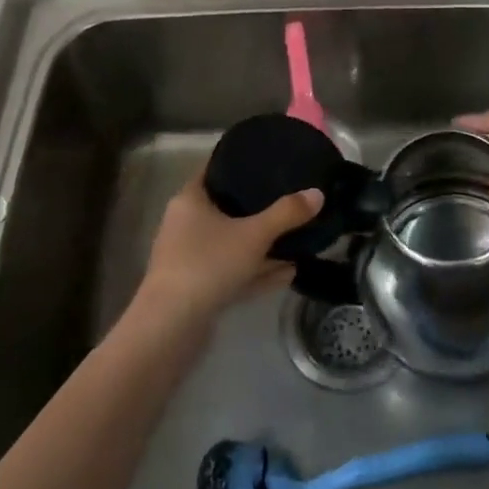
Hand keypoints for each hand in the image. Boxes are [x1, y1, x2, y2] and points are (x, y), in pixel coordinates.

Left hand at [133, 174, 321, 329]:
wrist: (170, 327)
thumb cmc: (207, 264)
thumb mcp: (253, 235)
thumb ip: (286, 214)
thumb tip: (317, 193)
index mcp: (190, 201)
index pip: (215, 170)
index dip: (239, 164)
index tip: (267, 162)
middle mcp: (185, 225)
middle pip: (226, 209)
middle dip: (258, 209)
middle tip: (289, 201)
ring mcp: (190, 259)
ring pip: (231, 244)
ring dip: (261, 246)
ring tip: (296, 241)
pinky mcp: (197, 289)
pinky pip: (232, 271)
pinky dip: (256, 271)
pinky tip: (287, 274)